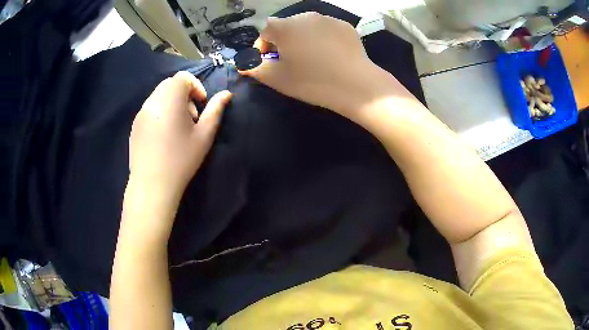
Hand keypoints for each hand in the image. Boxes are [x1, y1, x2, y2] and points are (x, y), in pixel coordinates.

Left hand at [128, 71, 231, 202]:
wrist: (152, 185)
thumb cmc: (181, 159)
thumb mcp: (204, 135)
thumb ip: (216, 110)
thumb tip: (226, 94)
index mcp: (170, 98)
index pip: (183, 78)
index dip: (196, 87)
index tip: (201, 105)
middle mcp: (152, 100)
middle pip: (170, 85)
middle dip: (184, 95)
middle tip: (191, 118)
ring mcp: (140, 113)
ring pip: (159, 97)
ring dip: (172, 104)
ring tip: (178, 129)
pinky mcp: (134, 126)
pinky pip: (150, 110)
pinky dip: (160, 113)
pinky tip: (164, 137)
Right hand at [239, 12, 380, 118]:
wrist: (355, 84)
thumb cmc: (311, 81)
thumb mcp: (276, 78)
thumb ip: (255, 68)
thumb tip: (243, 64)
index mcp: (284, 27)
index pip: (265, 32)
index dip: (262, 48)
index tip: (267, 63)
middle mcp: (304, 16)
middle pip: (286, 27)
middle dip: (282, 42)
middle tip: (290, 62)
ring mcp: (327, 19)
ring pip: (307, 27)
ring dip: (302, 39)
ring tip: (311, 58)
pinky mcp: (345, 26)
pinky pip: (326, 30)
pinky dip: (322, 39)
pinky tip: (329, 55)